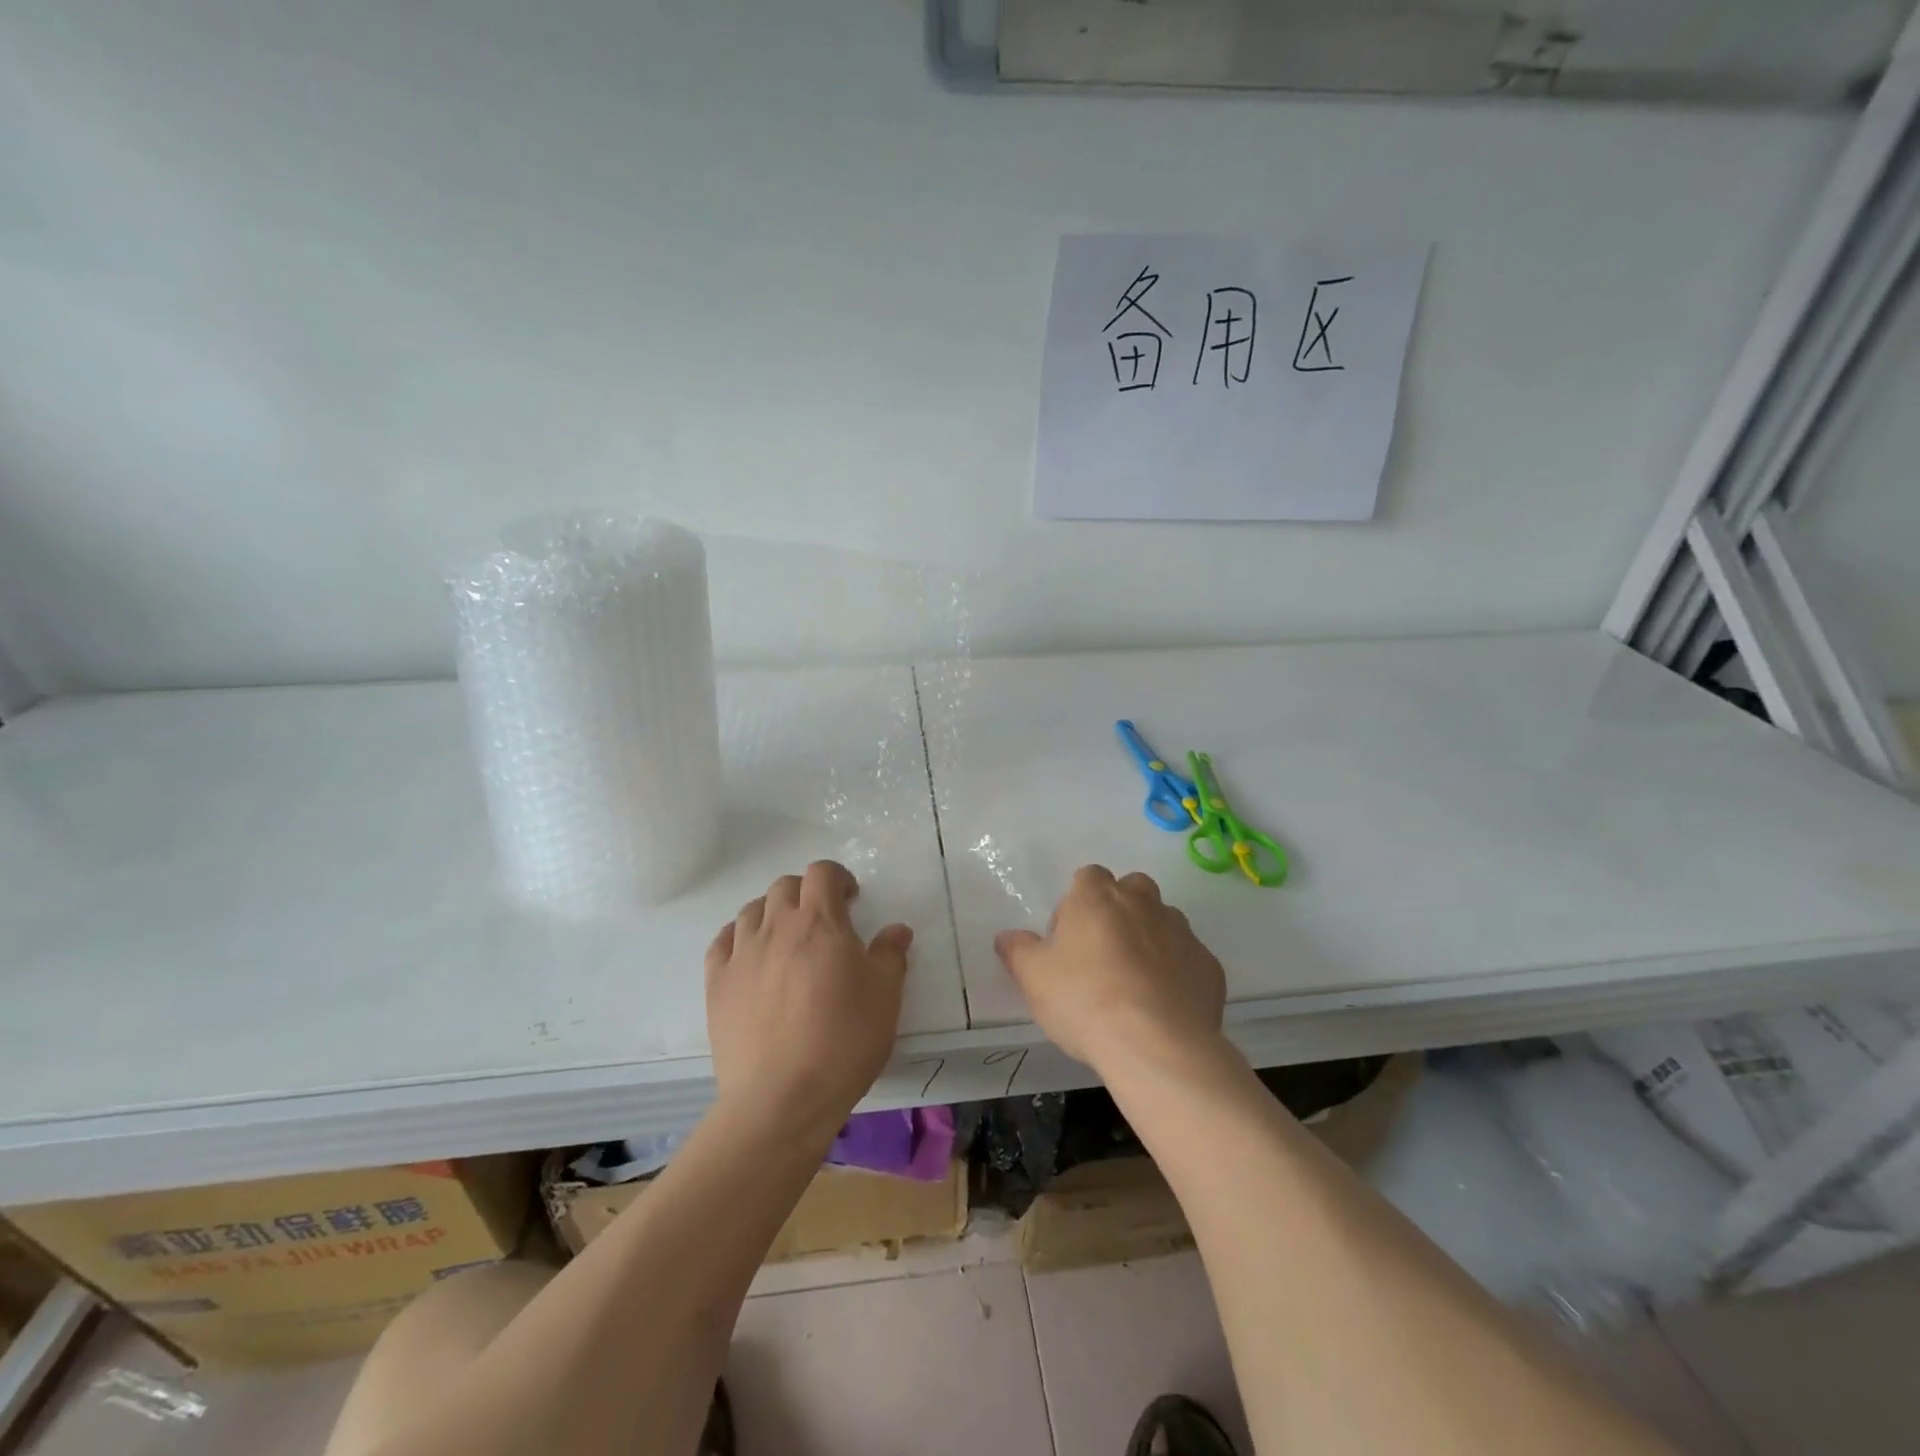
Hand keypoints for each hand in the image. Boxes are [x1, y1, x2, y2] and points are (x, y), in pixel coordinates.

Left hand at [705, 860, 911, 1142]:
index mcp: (819, 922)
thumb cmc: (843, 1041)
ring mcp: (741, 955)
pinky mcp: (716, 984)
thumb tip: (896, 930)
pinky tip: (749, 956)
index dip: (838, 878)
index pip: (822, 873)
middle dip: (806, 893)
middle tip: (823, 921)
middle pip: (784, 886)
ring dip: (772, 913)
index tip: (851, 900)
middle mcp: (776, 927)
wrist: (781, 1099)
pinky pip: (721, 942)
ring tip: (786, 939)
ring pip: (751, 910)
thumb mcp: (885, 997)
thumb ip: (891, 955)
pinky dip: (737, 938)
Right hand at [995, 865, 1225, 1072]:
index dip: (1077, 903)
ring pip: (1164, 921)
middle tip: (1102, 954)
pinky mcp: (1209, 965)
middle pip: (1131, 890)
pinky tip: (1164, 1006)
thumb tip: (1006, 937)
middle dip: (1120, 911)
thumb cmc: (1084, 1001)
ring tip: (1135, 982)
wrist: (1156, 1045)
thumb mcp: (1034, 978)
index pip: (1088, 877)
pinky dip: (1177, 972)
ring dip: (1150, 939)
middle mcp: (1143, 902)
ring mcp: (1182, 931)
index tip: (1068, 939)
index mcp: (1097, 896)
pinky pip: (1188, 958)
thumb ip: (1018, 951)